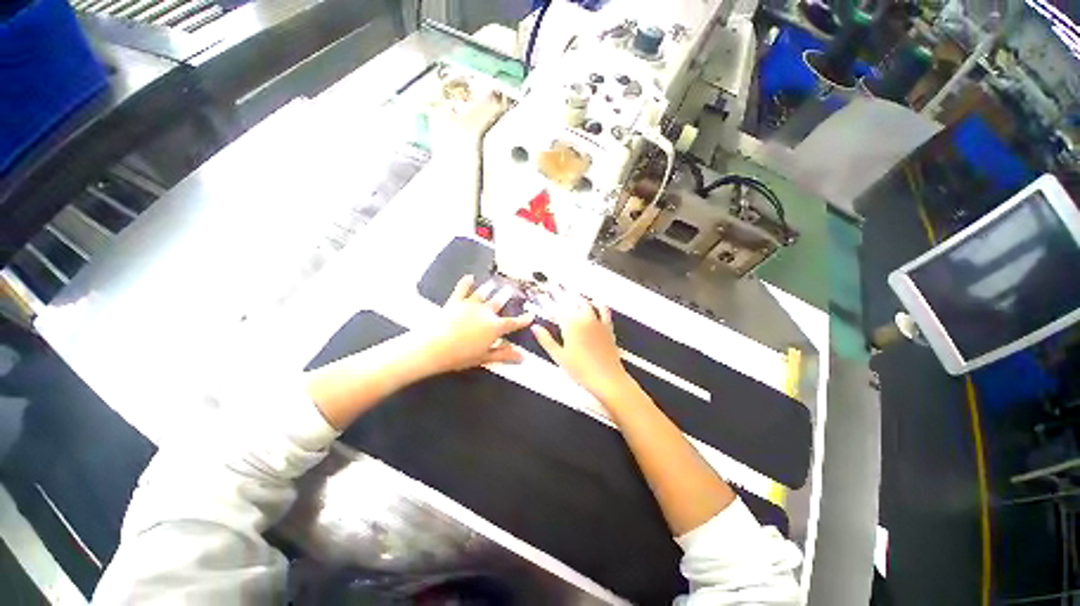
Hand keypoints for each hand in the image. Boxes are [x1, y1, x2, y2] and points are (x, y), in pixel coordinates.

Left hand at [414, 275, 533, 375]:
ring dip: (490, 287)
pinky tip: (469, 277)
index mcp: (494, 327)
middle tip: (512, 289)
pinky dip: (466, 283)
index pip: (513, 323)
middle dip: (507, 295)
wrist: (433, 348)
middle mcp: (485, 313)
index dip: (523, 319)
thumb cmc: (460, 356)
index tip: (531, 314)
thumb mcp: (485, 357)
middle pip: (499, 302)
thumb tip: (523, 356)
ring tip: (495, 282)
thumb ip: (504, 355)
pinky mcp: (455, 302)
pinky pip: (462, 290)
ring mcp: (470, 305)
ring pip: (483, 293)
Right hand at [532, 294, 637, 403]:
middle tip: (555, 292)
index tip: (543, 298)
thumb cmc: (582, 370)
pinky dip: (599, 304)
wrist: (607, 378)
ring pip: (586, 303)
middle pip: (570, 302)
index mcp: (570, 325)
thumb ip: (546, 339)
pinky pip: (604, 311)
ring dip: (578, 298)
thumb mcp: (559, 356)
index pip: (556, 309)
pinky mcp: (607, 327)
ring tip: (571, 294)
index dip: (548, 302)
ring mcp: (597, 322)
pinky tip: (597, 302)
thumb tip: (535, 328)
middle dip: (561, 296)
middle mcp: (584, 319)